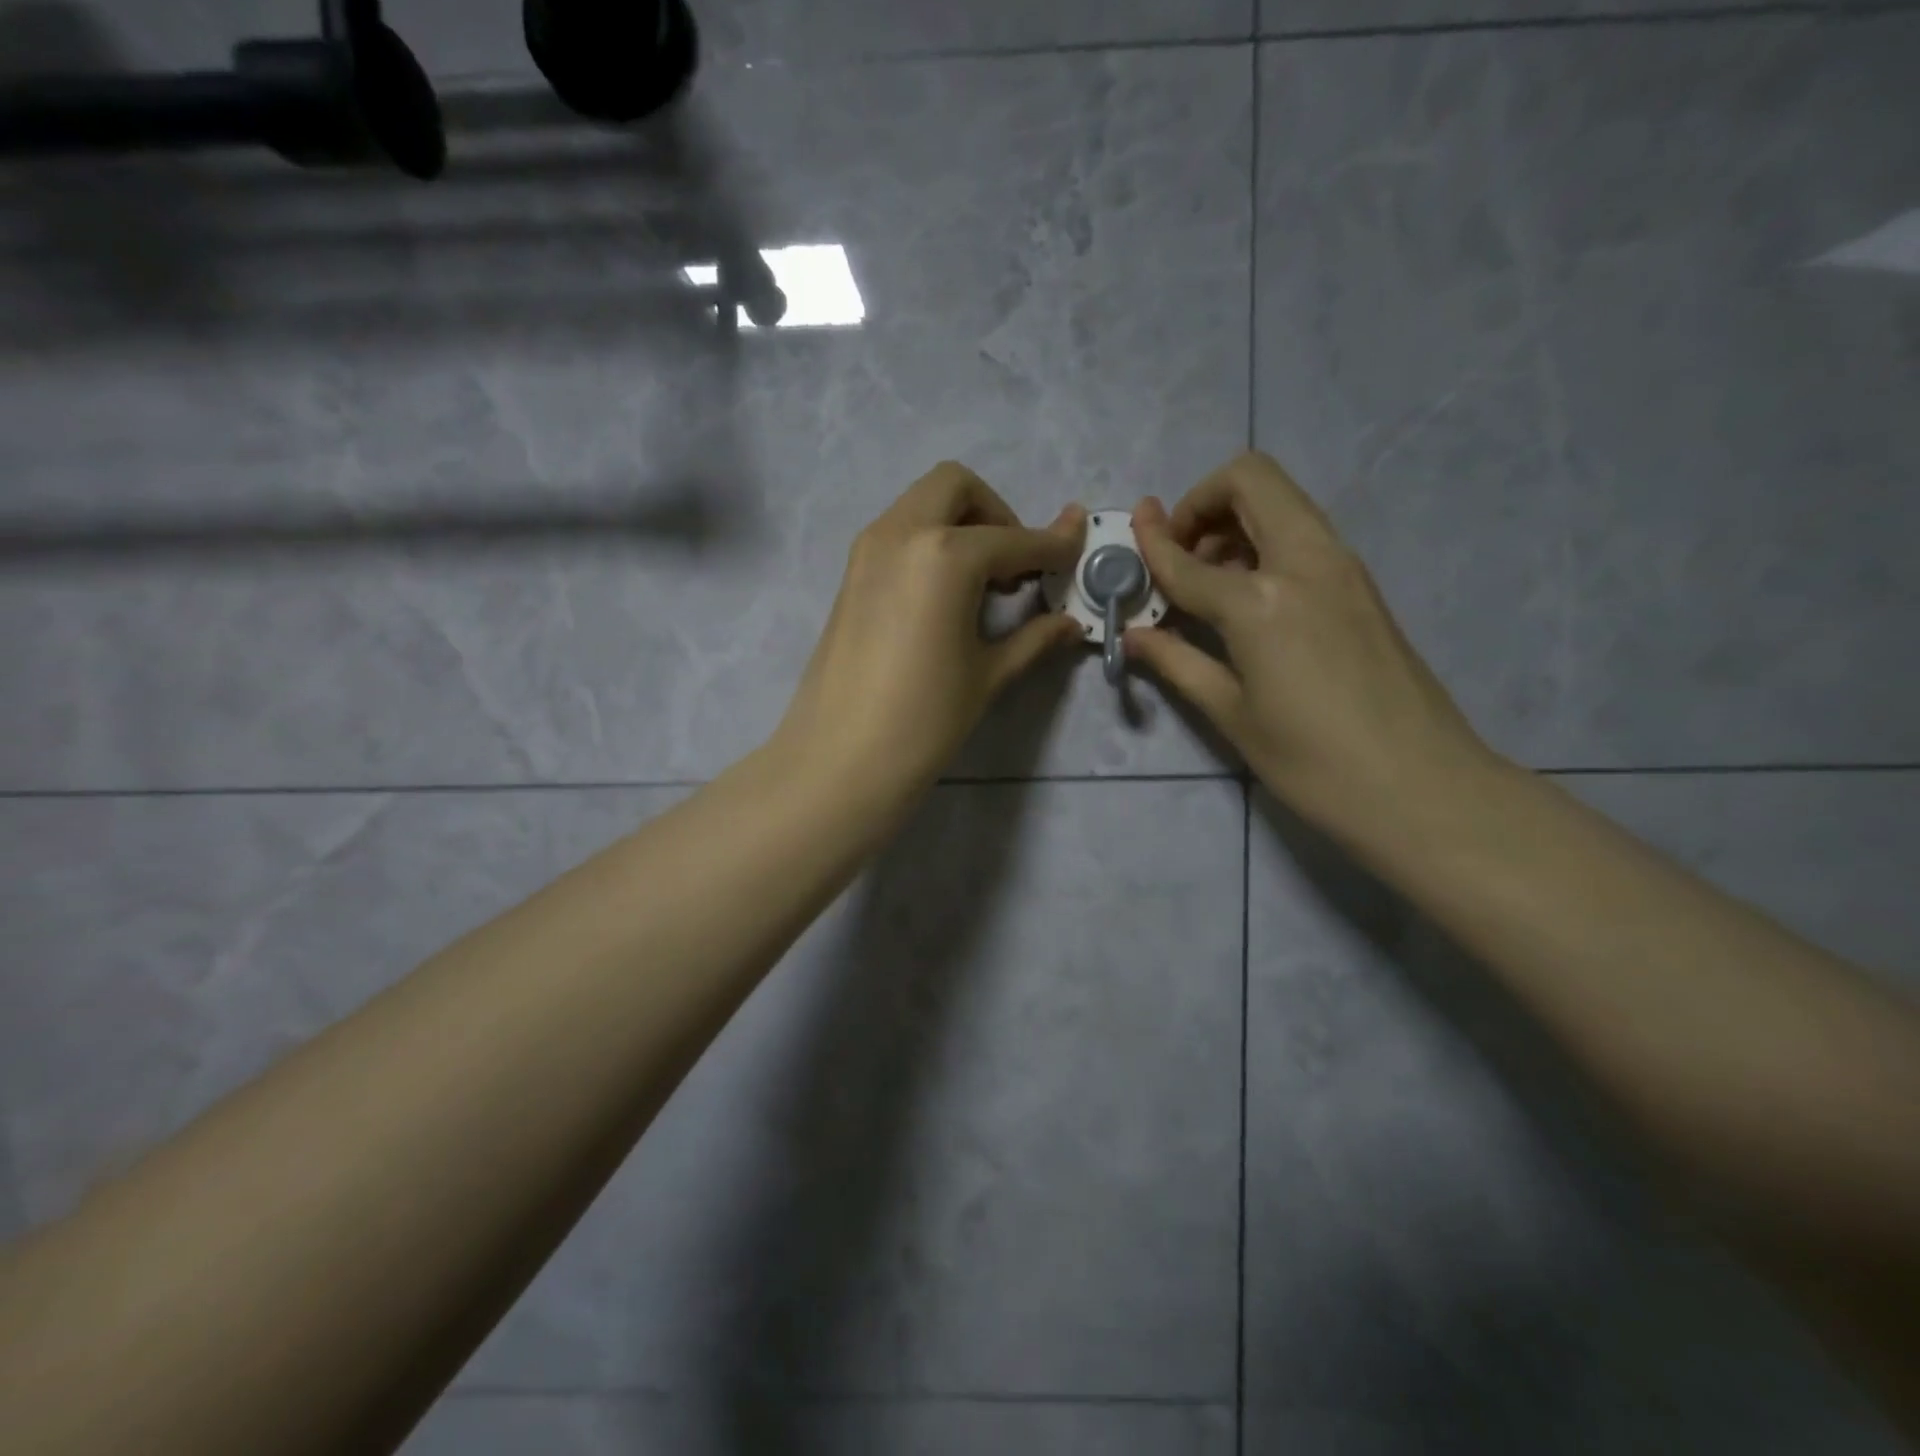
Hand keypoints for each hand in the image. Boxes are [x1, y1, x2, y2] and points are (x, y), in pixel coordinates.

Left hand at [776, 462, 1085, 805]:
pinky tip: (944, 597)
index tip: (1077, 549)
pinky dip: (929, 542)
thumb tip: (1071, 622)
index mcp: (945, 554)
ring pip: (921, 504)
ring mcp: (867, 550)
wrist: (841, 758)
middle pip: (956, 488)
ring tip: (982, 584)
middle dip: (996, 514)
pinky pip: (898, 533)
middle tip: (1014, 566)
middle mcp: (902, 533)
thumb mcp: (989, 675)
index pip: (1014, 539)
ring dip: (960, 524)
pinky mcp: (849, 574)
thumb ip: (1035, 637)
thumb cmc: (925, 720)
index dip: (1053, 545)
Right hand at [1126, 451, 1498, 842]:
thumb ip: (1177, 661)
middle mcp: (1305, 563)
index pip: (1189, 559)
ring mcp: (1343, 568)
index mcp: (1262, 601)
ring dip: (1236, 520)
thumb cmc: (1312, 762)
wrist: (1422, 787)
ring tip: (1209, 580)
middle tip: (1180, 554)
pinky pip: (1304, 536)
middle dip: (1203, 501)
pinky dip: (1265, 544)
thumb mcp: (1232, 715)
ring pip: (1283, 502)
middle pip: (1252, 480)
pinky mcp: (1363, 586)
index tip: (1130, 529)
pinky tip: (1248, 601)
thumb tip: (1134, 636)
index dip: (1152, 543)